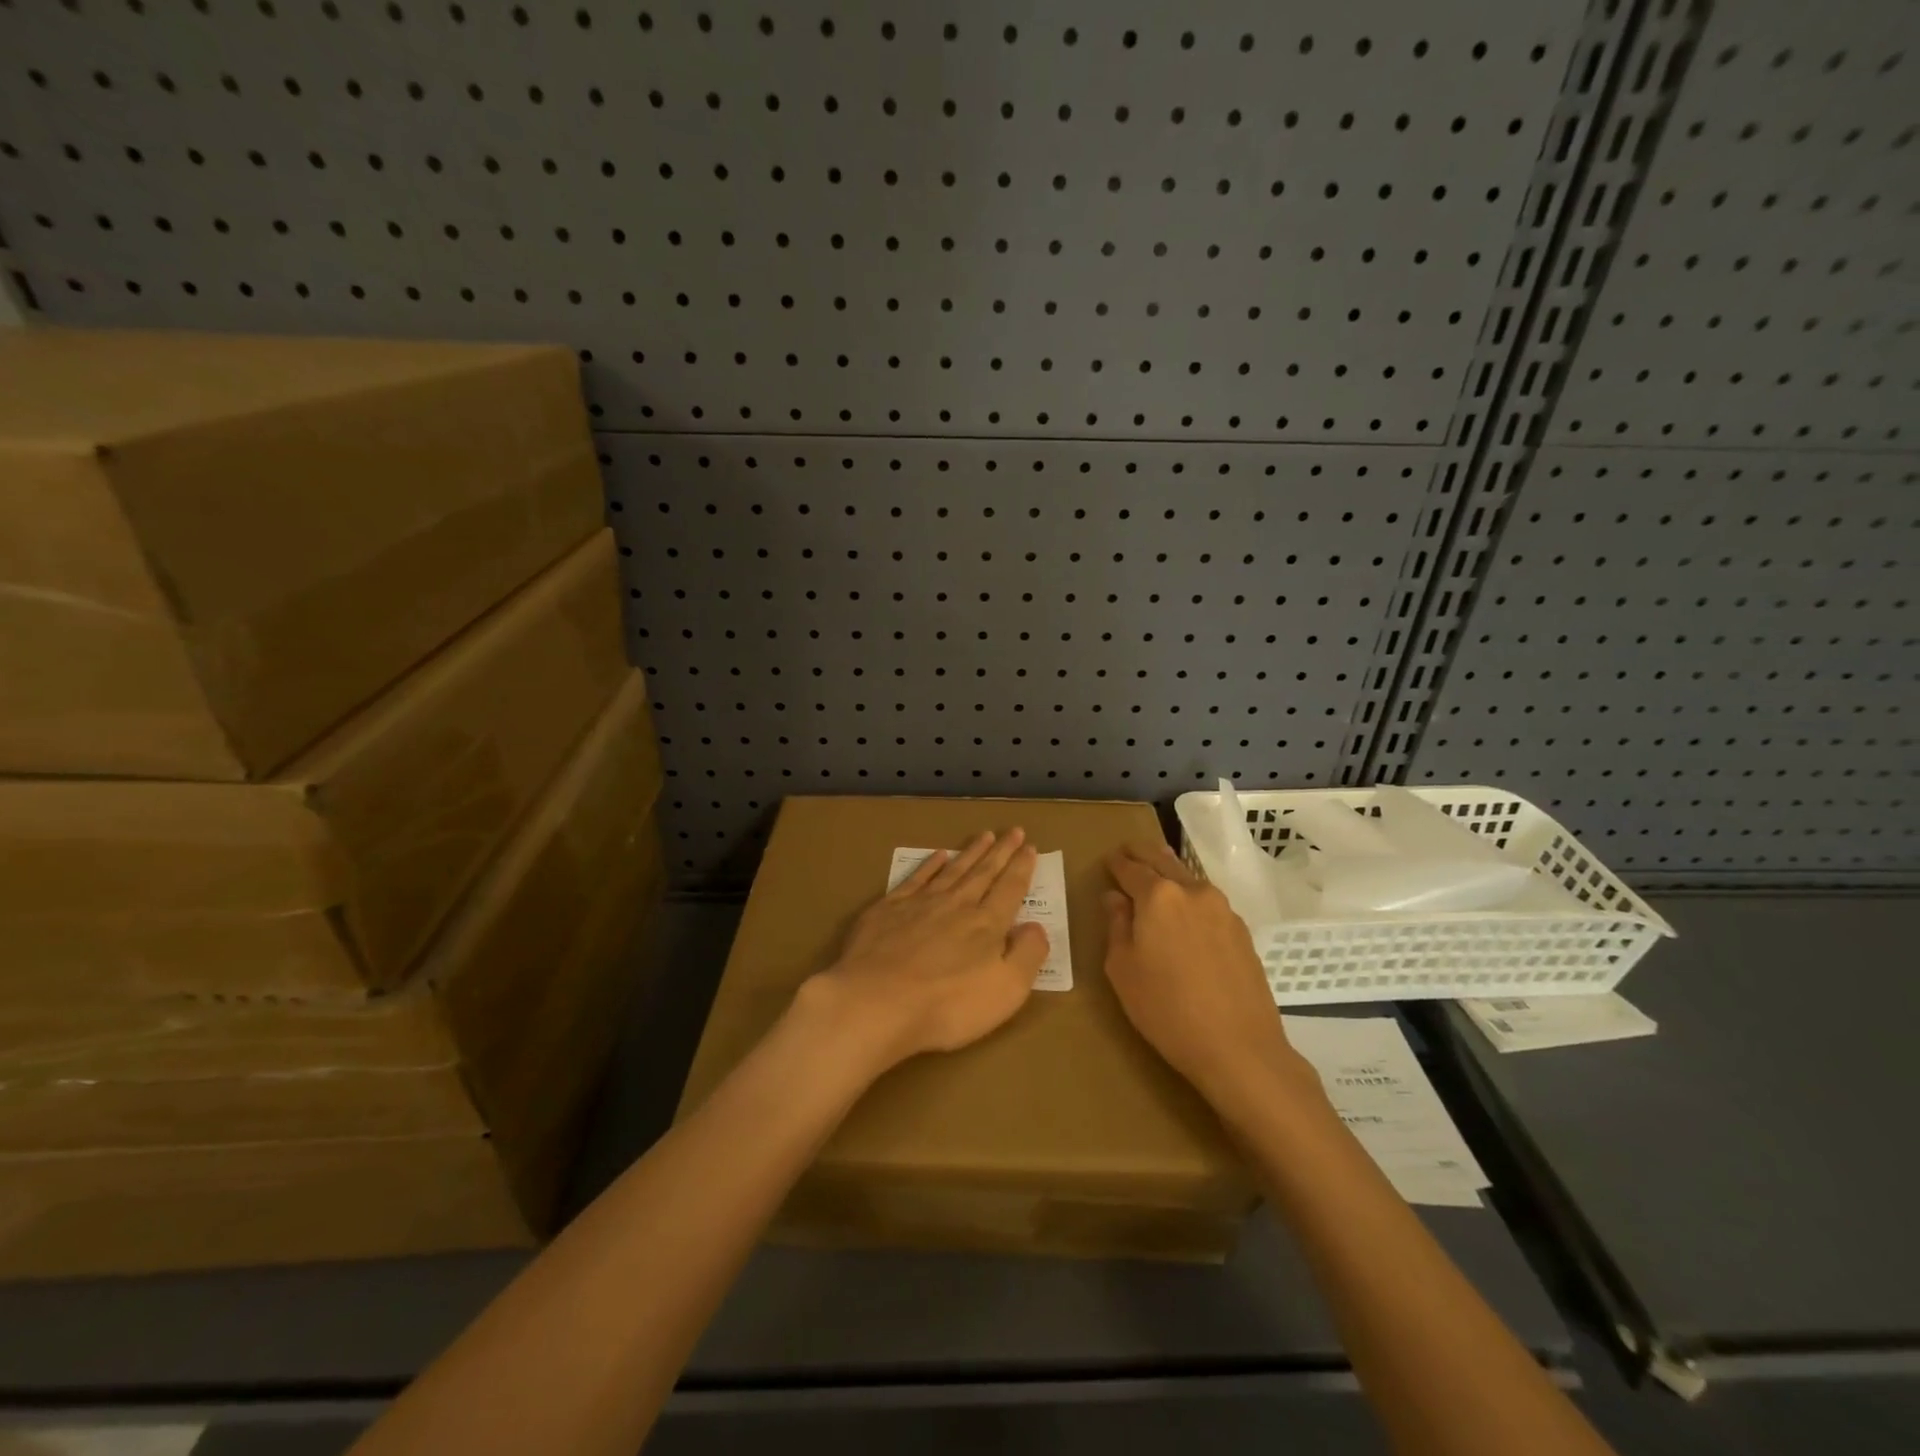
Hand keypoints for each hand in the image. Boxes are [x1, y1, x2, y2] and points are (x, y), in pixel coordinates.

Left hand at [801, 829, 1047, 1072]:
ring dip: (971, 852)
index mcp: (987, 925)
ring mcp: (920, 904)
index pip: (1011, 888)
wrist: (876, 1002)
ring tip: (985, 835)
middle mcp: (957, 905)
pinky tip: (938, 855)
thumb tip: (1036, 926)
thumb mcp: (1006, 990)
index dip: (1022, 867)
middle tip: (1015, 830)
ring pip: (953, 870)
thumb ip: (1027, 955)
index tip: (1031, 847)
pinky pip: (916, 878)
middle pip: (984, 872)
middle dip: (1002, 851)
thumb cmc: (947, 1005)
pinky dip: (930, 865)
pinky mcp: (888, 909)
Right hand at [1104, 841, 1323, 1119]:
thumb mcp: (1123, 970)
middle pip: (1162, 860)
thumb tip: (1116, 898)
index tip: (1107, 860)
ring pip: (1188, 877)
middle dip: (1142, 853)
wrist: (1239, 1048)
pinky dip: (1189, 896)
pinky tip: (1184, 912)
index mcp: (1158, 896)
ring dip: (1168, 870)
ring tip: (1155, 872)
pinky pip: (1206, 901)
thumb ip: (1116, 926)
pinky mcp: (1241, 930)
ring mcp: (1222, 909)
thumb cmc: (1166, 1010)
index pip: (1130, 868)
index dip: (1115, 863)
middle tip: (1127, 850)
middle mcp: (1192, 891)